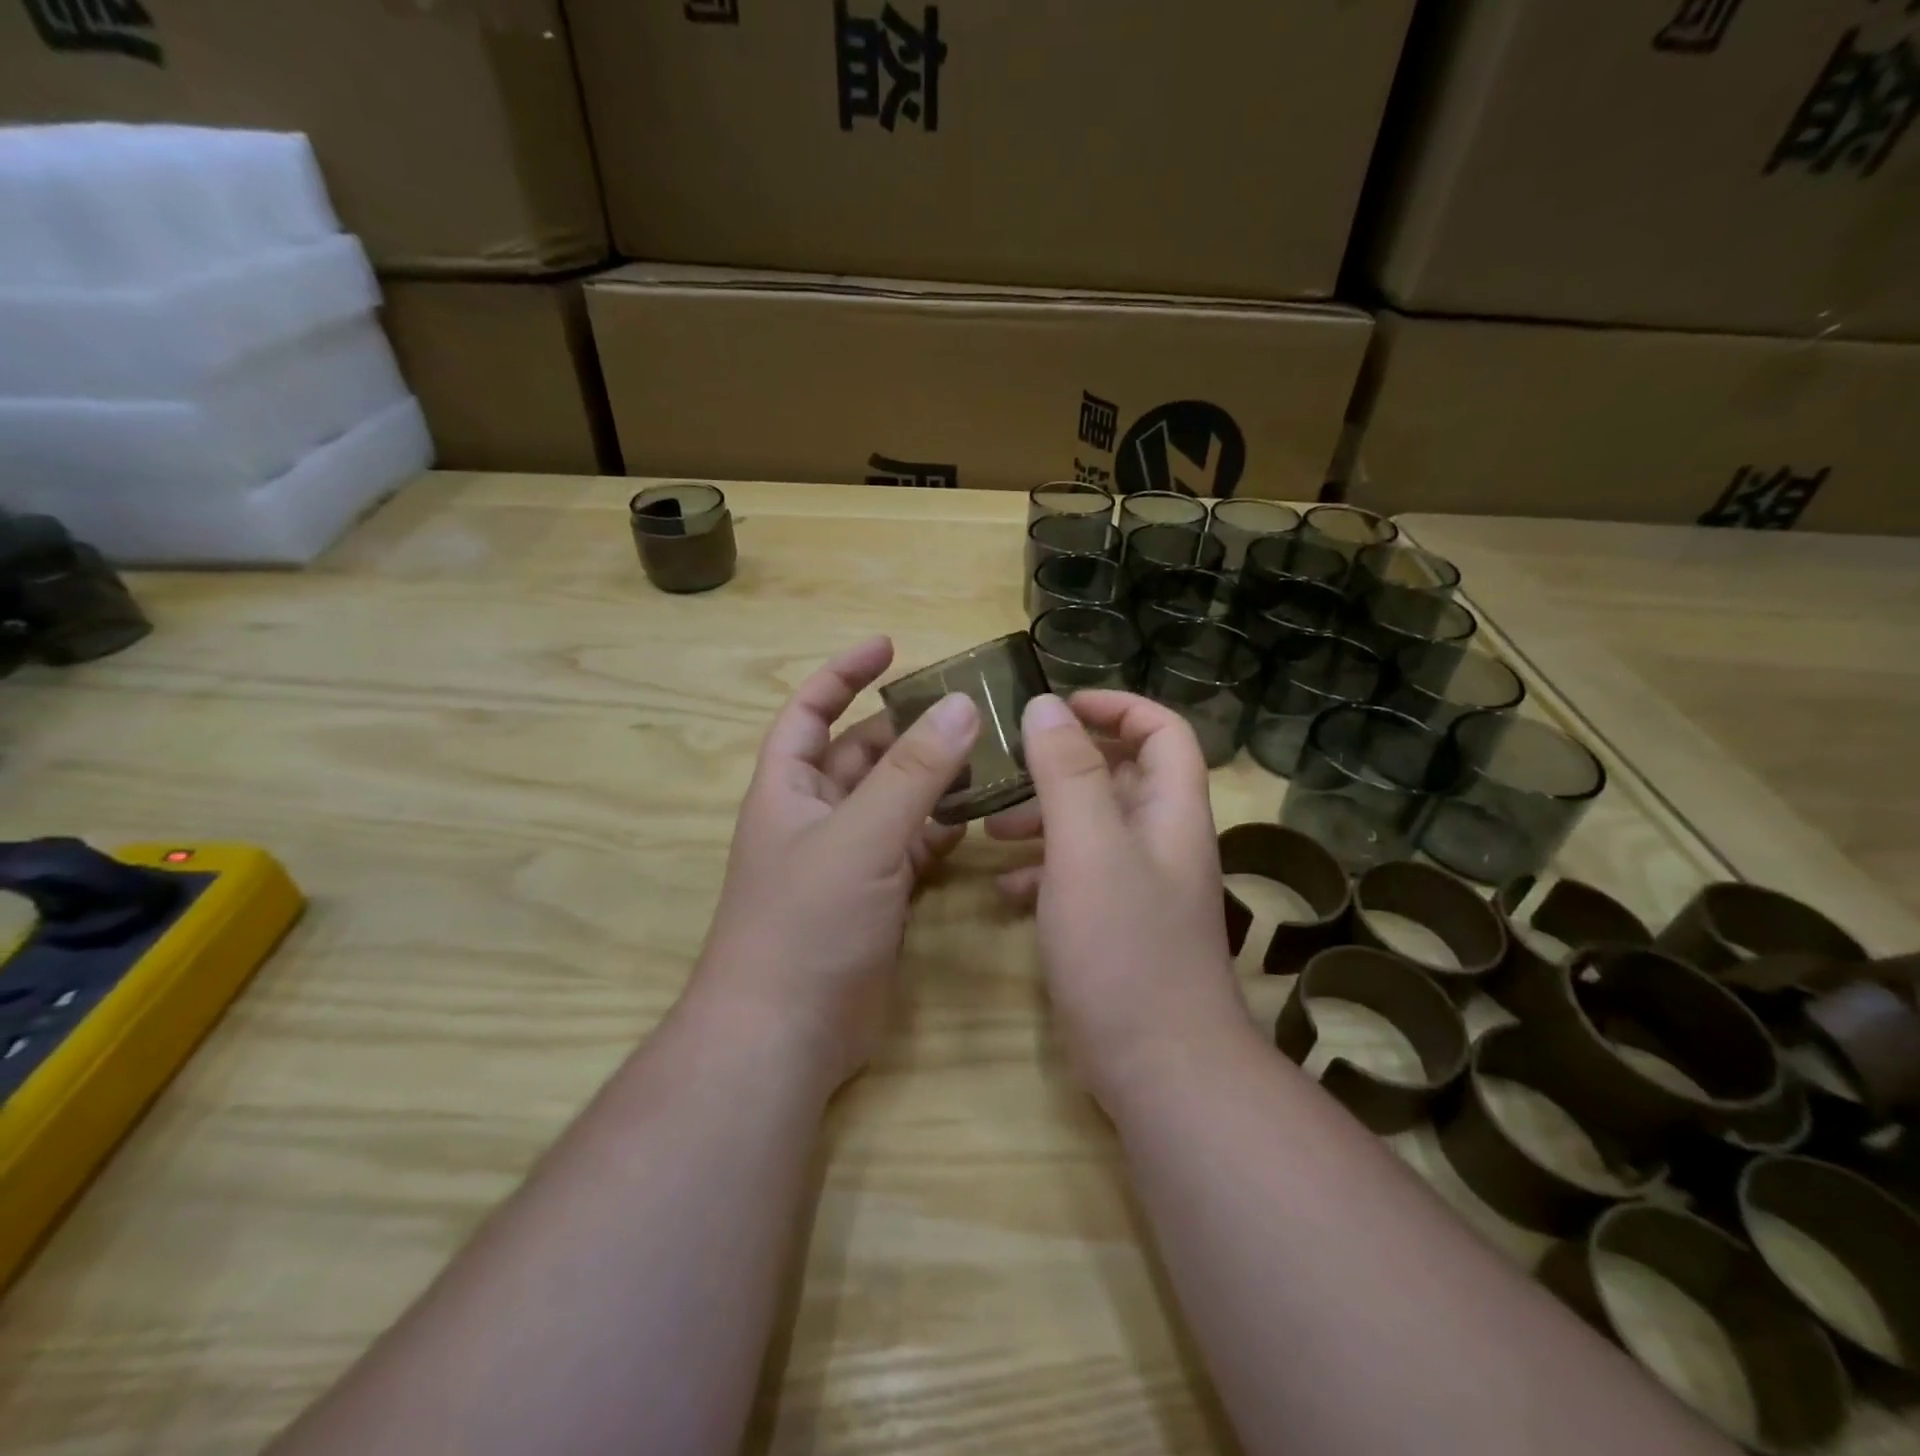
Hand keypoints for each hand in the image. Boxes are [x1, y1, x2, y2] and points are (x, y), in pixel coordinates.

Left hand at [692, 637, 980, 1091]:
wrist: (786, 1034)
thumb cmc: (807, 922)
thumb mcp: (862, 836)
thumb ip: (913, 773)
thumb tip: (962, 706)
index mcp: (789, 787)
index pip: (812, 710)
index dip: (844, 673)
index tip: (890, 646)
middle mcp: (816, 815)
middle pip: (863, 754)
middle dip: (907, 729)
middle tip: (967, 709)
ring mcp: (848, 858)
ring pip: (894, 800)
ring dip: (932, 779)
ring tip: (988, 754)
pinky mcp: (876, 897)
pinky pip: (912, 846)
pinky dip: (941, 829)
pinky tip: (978, 817)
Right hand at [988, 692, 1255, 1106]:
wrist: (1159, 1066)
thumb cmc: (1124, 946)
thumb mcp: (1088, 847)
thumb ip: (1067, 772)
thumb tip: (1046, 705)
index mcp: (1170, 811)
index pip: (1162, 731)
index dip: (1117, 706)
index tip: (1060, 706)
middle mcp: (1162, 841)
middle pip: (1119, 776)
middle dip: (1063, 764)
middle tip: (1009, 767)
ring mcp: (1140, 887)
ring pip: (1091, 828)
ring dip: (1043, 818)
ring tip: (989, 828)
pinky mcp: (1117, 926)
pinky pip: (1077, 877)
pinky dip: (1041, 871)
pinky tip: (1002, 891)